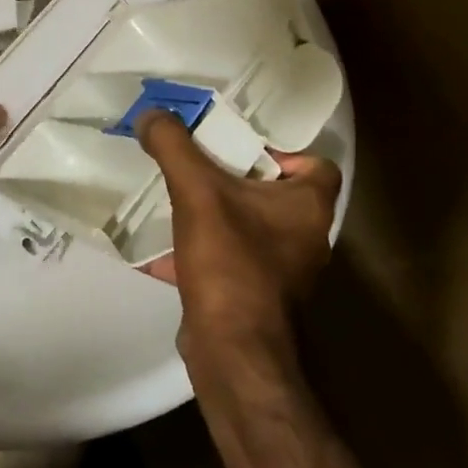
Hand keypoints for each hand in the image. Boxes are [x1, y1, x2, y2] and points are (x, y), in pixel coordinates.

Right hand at [136, 111, 340, 356]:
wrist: (232, 353)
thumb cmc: (230, 263)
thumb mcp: (197, 191)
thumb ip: (173, 146)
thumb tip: (151, 114)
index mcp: (308, 207)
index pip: (315, 165)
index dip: (281, 150)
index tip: (238, 144)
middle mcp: (305, 238)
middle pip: (274, 192)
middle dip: (234, 176)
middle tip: (197, 161)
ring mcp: (282, 271)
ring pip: (249, 226)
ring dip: (216, 212)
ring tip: (176, 196)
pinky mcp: (255, 296)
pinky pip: (229, 259)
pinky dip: (202, 249)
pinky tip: (163, 248)